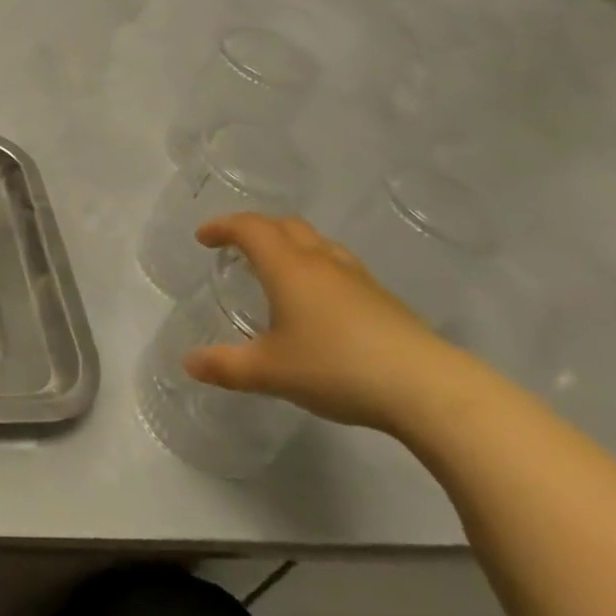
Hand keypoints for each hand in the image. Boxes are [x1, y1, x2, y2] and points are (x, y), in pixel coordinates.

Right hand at [184, 213, 466, 432]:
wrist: (428, 389)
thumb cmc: (337, 368)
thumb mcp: (270, 372)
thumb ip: (226, 366)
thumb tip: (188, 363)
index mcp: (288, 267)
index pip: (250, 227)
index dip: (223, 226)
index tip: (204, 237)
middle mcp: (321, 262)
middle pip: (286, 226)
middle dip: (257, 229)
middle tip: (237, 248)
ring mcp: (358, 278)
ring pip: (317, 243)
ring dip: (290, 245)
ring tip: (277, 271)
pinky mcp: (384, 300)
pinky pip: (339, 267)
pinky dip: (316, 269)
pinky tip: (319, 304)